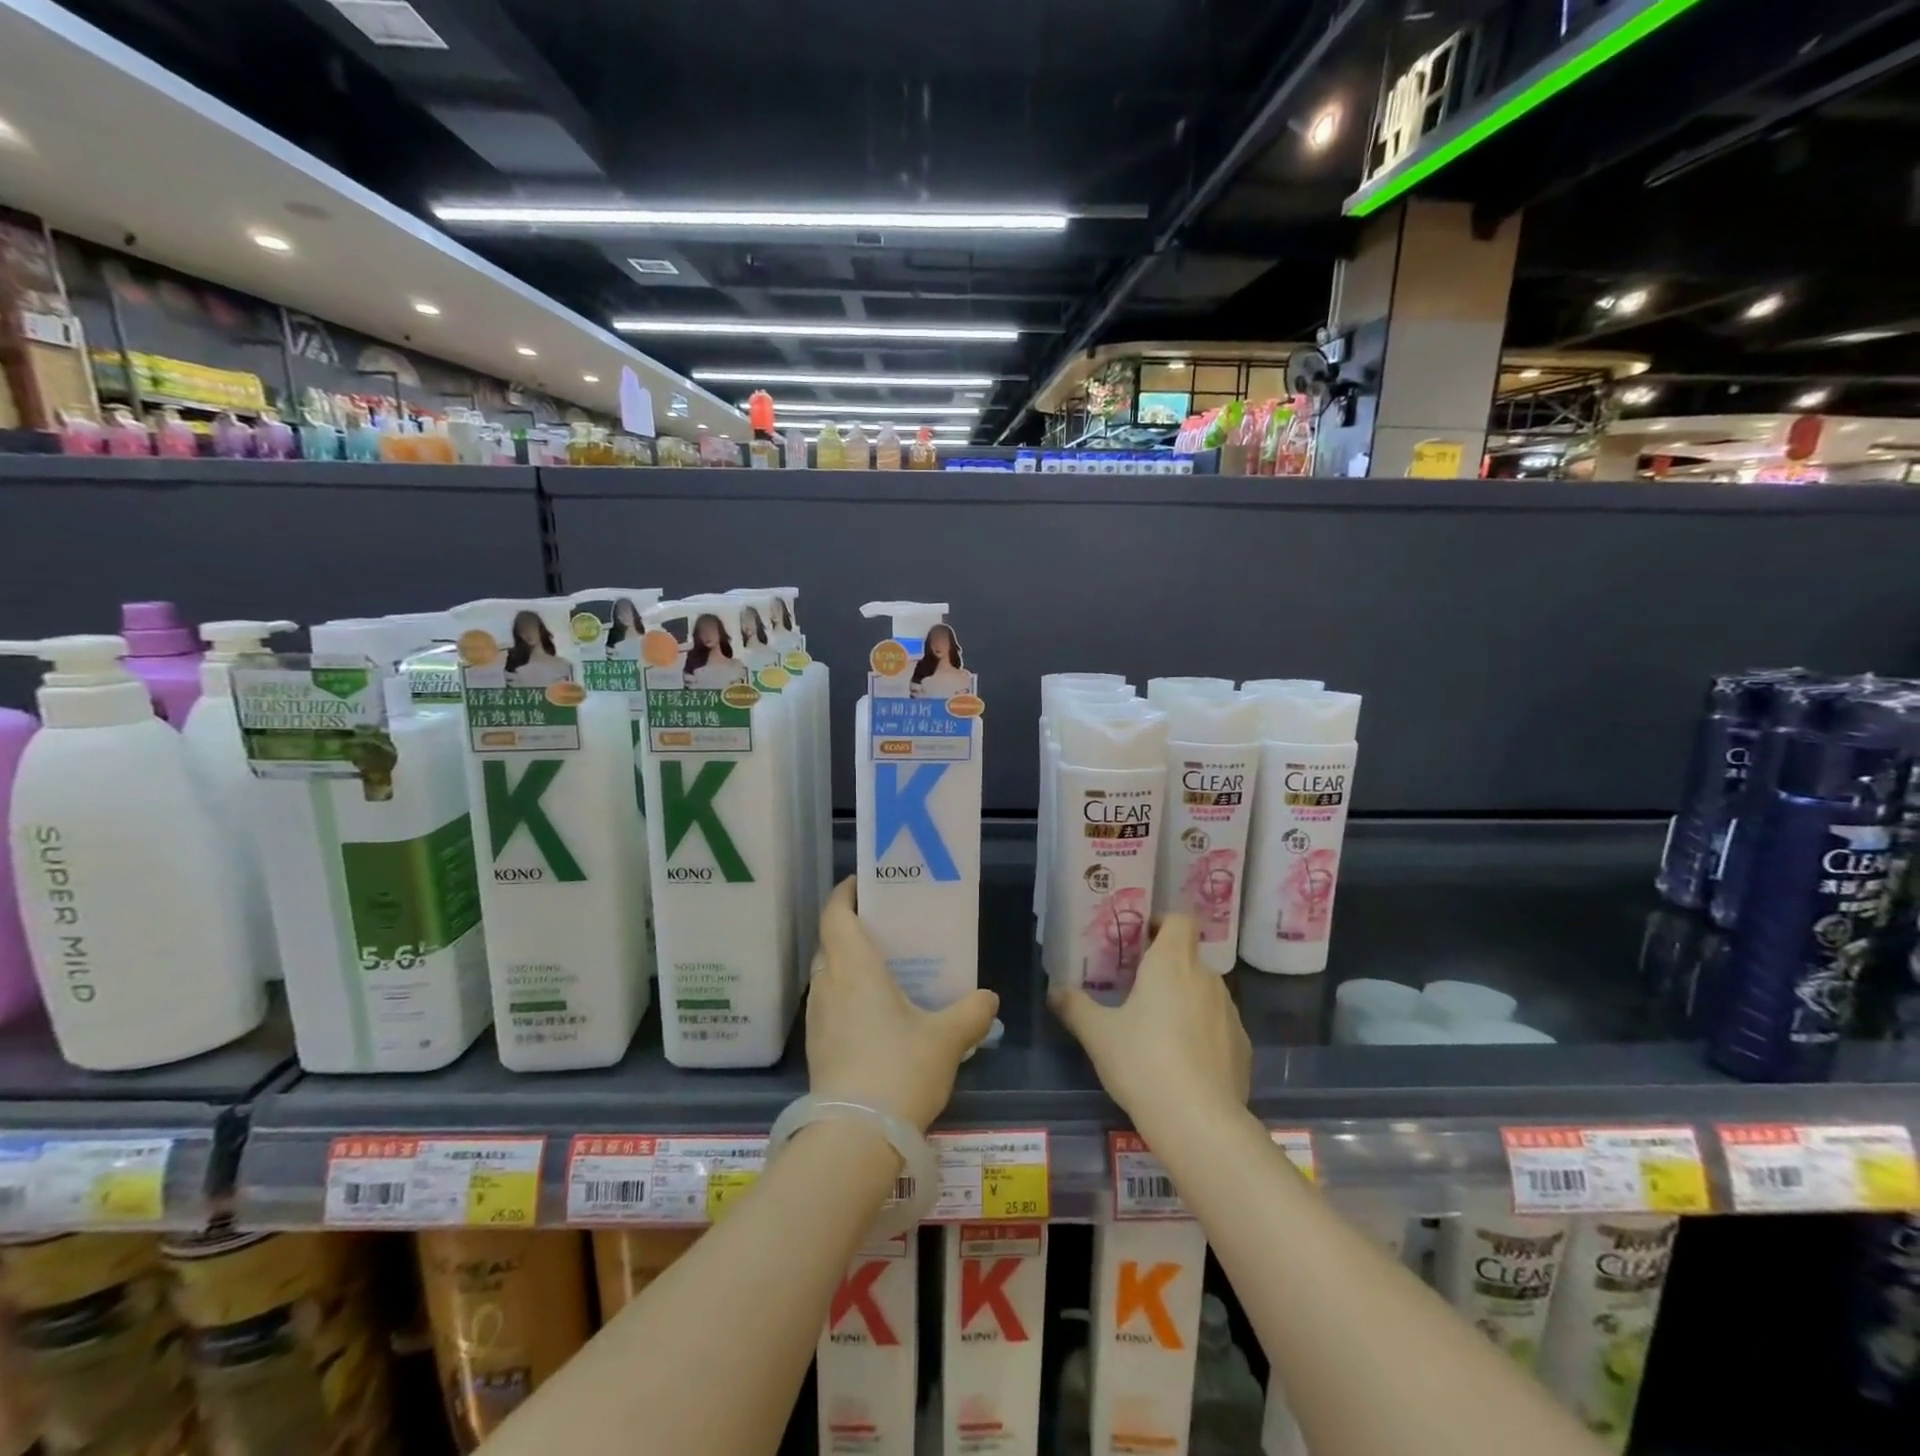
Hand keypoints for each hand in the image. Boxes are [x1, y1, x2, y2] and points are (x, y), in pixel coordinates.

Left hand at [808, 878, 999, 1130]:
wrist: (854, 1140)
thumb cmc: (899, 1071)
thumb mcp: (947, 1039)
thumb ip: (971, 1013)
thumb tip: (989, 998)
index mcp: (854, 969)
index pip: (836, 915)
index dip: (845, 893)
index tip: (864, 883)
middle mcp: (829, 986)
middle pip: (830, 943)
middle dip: (851, 929)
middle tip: (885, 929)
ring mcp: (818, 1019)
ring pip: (828, 975)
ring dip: (847, 965)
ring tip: (883, 970)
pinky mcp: (817, 1049)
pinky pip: (829, 1005)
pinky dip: (846, 996)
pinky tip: (875, 1016)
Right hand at [1049, 913, 1251, 1132]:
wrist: (1200, 1123)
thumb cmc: (1143, 1062)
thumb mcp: (1097, 1034)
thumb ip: (1074, 1006)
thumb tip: (1055, 990)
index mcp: (1172, 963)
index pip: (1179, 920)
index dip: (1162, 922)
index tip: (1140, 940)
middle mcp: (1206, 978)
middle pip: (1189, 956)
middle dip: (1166, 966)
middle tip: (1137, 987)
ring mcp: (1230, 1013)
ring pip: (1204, 991)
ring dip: (1184, 998)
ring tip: (1158, 1027)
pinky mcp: (1243, 1047)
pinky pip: (1218, 1025)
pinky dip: (1202, 1031)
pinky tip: (1183, 1060)